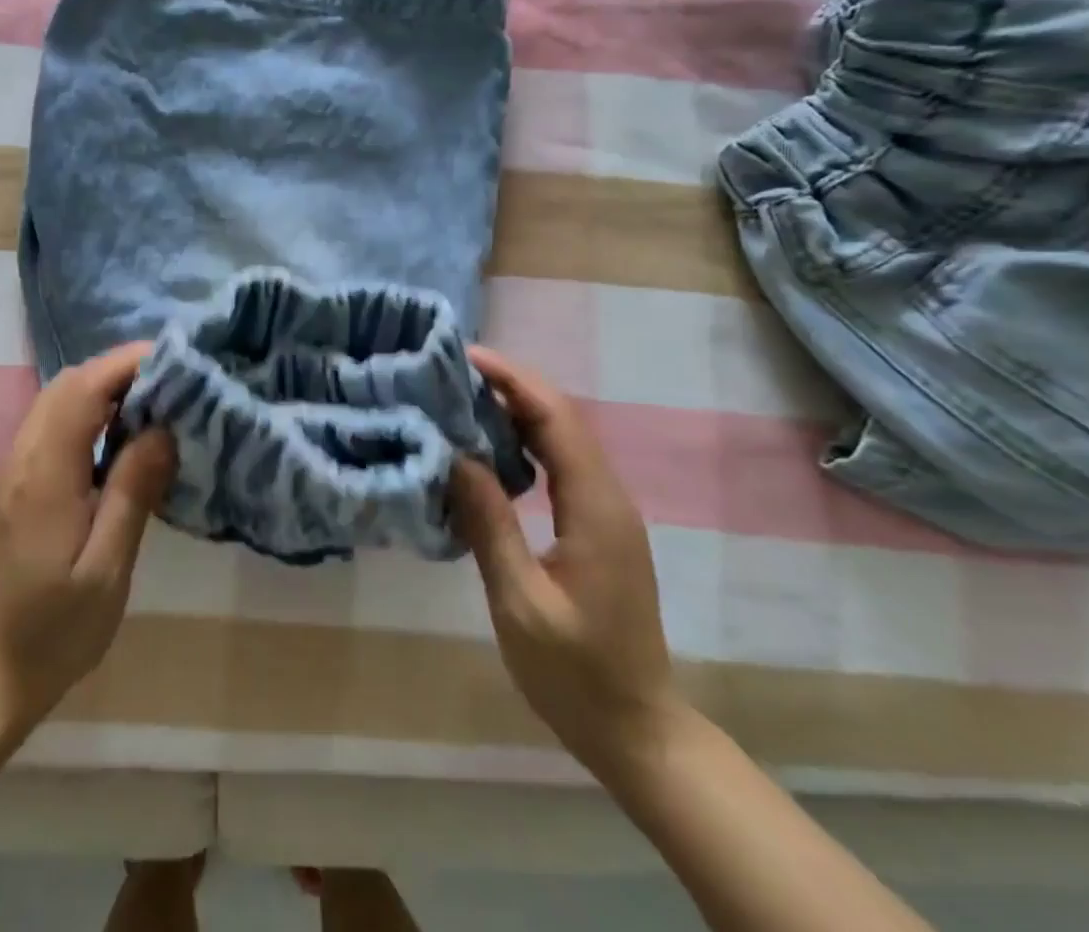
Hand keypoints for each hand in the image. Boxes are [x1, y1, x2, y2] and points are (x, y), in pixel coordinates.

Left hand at [0, 343, 176, 732]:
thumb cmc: (59, 627)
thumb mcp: (108, 567)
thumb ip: (133, 491)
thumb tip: (163, 428)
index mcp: (46, 475)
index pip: (82, 390)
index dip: (125, 364)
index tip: (174, 360)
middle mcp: (24, 458)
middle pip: (67, 383)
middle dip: (119, 369)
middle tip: (172, 381)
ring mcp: (17, 466)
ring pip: (58, 398)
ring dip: (104, 386)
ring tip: (156, 401)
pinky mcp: (20, 479)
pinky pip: (55, 421)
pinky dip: (90, 408)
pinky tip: (122, 433)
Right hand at [449, 347, 679, 783]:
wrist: (637, 730)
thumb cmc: (575, 674)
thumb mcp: (520, 603)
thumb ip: (489, 525)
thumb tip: (456, 456)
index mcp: (596, 509)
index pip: (557, 420)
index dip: (514, 381)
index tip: (466, 357)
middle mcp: (609, 498)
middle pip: (563, 418)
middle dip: (512, 385)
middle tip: (452, 371)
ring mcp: (607, 512)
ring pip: (563, 438)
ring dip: (517, 409)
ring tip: (462, 398)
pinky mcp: (598, 527)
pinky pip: (562, 464)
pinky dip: (525, 441)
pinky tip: (490, 448)